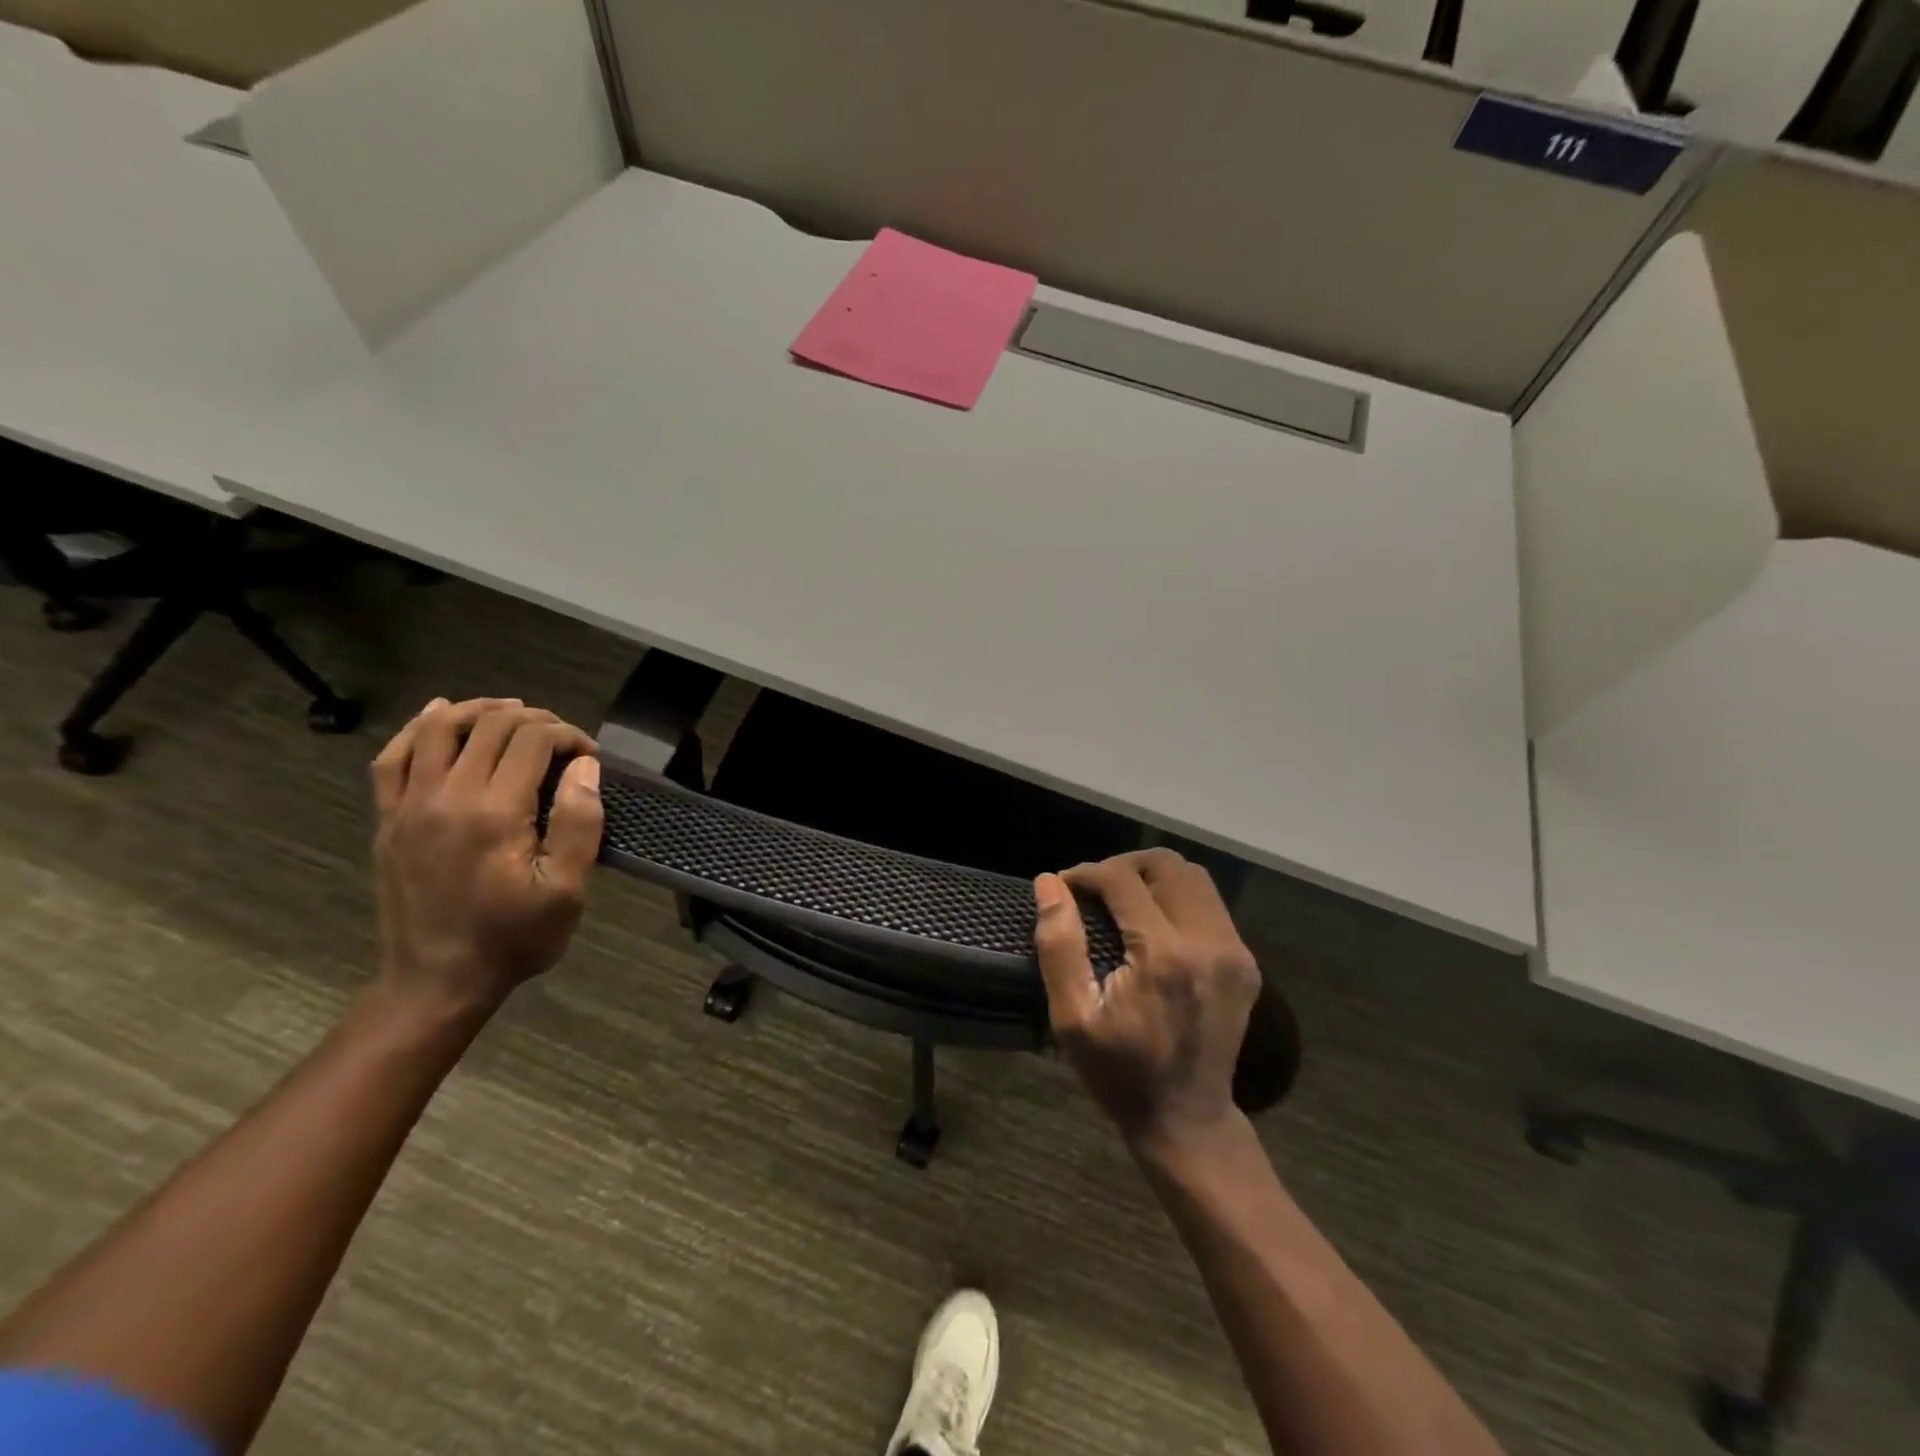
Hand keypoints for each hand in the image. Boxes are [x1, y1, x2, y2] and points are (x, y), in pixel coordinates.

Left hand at [370, 697, 603, 1017]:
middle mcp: (446, 797)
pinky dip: (417, 730)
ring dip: (479, 710)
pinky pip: (393, 759)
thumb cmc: (512, 939)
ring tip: (511, 711)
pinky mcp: (389, 820)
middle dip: (534, 720)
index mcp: (494, 812)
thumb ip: (578, 823)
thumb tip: (585, 767)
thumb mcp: (566, 891)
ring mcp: (409, 806)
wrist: (436, 983)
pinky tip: (437, 717)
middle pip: (489, 726)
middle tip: (563, 739)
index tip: (590, 756)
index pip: (532, 741)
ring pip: (438, 730)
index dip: (568, 736)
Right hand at [1034, 849, 1260, 1144]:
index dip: (1086, 874)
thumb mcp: (1073, 1017)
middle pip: (1167, 864)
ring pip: (1194, 877)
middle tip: (1094, 890)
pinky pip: (1210, 905)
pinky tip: (1153, 925)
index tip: (1063, 887)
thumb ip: (1059, 945)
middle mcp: (1208, 942)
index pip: (1122, 879)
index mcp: (1164, 955)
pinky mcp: (1245, 962)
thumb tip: (1049, 884)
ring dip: (1152, 878)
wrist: (1186, 1120)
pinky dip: (1177, 899)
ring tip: (1122, 901)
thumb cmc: (1119, 1072)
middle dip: (1123, 866)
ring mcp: (1234, 951)